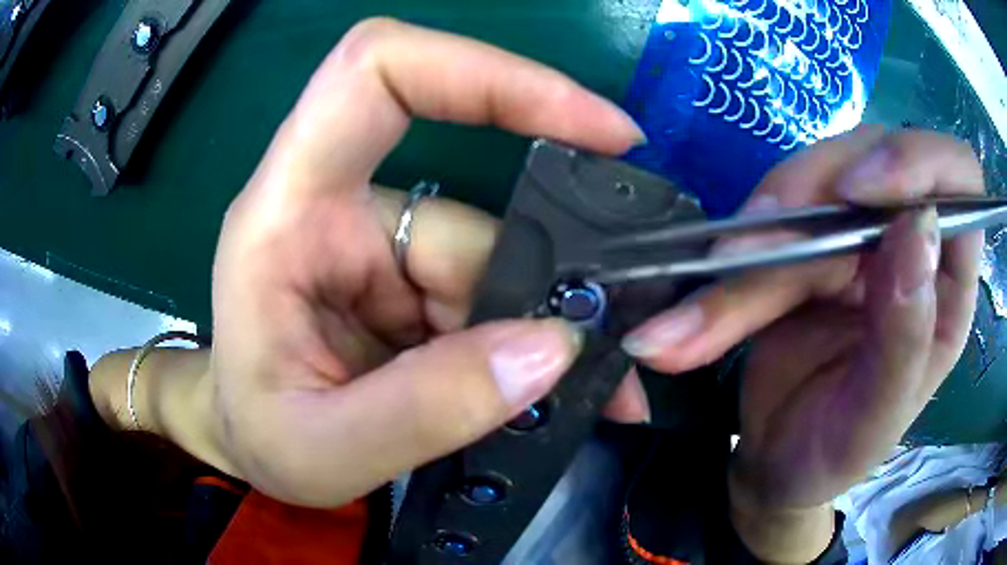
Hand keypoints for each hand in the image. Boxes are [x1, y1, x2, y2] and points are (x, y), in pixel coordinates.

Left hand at [210, 18, 647, 507]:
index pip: (378, 73)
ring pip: (500, 262)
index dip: (488, 73)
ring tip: (585, 396)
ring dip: (542, 331)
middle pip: (474, 203)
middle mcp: (341, 207)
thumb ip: (425, 410)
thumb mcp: (324, 451)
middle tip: (608, 341)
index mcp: (286, 211)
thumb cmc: (258, 439)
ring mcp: (384, 245)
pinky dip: (532, 344)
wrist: (252, 444)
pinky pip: (496, 297)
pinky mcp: (413, 281)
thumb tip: (553, 345)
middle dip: (545, 278)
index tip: (593, 124)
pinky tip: (552, 390)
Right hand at [624, 127, 983, 560]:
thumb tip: (917, 228)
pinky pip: (774, 214)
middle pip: (874, 157)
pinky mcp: (808, 242)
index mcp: (950, 284)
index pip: (960, 178)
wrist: (775, 463)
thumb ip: (907, 336)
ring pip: (815, 181)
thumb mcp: (875, 421)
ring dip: (764, 222)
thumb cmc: (836, 455)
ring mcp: (858, 236)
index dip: (919, 162)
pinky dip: (738, 243)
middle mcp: (911, 242)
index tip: (861, 192)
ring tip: (719, 274)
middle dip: (816, 189)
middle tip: (761, 241)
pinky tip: (711, 277)